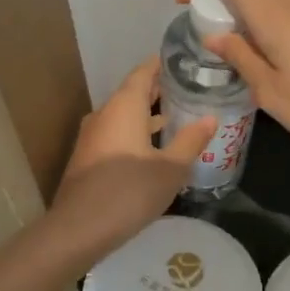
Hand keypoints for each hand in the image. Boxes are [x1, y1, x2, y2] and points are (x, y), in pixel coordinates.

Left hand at [49, 59, 213, 259]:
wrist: (79, 229)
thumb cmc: (129, 192)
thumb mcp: (171, 168)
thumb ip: (191, 140)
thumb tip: (211, 118)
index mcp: (124, 107)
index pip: (144, 72)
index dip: (163, 64)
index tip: (185, 61)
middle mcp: (104, 114)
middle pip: (133, 92)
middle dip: (159, 90)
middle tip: (189, 88)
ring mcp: (92, 137)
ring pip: (124, 116)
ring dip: (148, 114)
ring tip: (177, 116)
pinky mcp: (88, 158)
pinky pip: (116, 134)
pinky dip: (136, 132)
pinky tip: (154, 148)